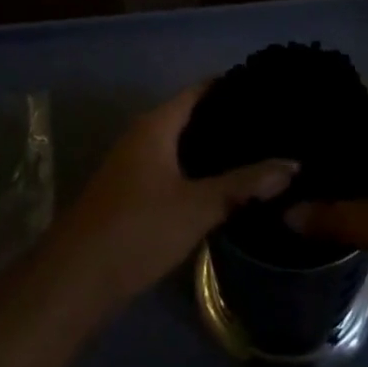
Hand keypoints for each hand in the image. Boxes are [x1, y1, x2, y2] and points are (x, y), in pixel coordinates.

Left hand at [55, 85, 297, 310]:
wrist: (75, 280)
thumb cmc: (137, 229)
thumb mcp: (197, 206)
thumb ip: (244, 185)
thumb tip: (292, 164)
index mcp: (156, 124)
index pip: (201, 90)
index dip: (234, 86)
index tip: (270, 91)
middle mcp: (143, 134)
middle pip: (192, 115)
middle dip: (229, 120)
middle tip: (274, 124)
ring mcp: (135, 163)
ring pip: (183, 144)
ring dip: (214, 148)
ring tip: (259, 151)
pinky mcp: (133, 191)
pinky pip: (174, 166)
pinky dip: (199, 168)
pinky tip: (225, 184)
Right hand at [287, 88, 367, 309]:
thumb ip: (336, 218)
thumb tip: (285, 213)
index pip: (360, 92)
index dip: (327, 93)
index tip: (288, 102)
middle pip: (363, 124)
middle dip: (327, 132)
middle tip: (284, 143)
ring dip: (343, 162)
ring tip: (299, 169)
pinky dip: (359, 185)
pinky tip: (334, 201)